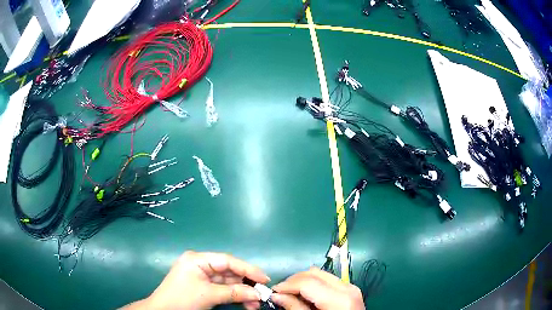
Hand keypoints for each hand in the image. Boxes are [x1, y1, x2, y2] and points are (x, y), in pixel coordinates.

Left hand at [124, 251, 268, 309]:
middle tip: (262, 295)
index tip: (265, 279)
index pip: (228, 260)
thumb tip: (258, 293)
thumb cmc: (183, 299)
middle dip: (246, 284)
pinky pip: (223, 289)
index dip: (248, 269)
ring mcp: (202, 276)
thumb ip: (234, 292)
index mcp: (198, 259)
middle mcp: (201, 264)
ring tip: (255, 304)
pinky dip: (234, 296)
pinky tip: (246, 304)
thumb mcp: (209, 295)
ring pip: (228, 282)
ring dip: (242, 292)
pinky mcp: (203, 286)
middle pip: (230, 272)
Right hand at [271, 267, 363, 309]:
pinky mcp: (350, 290)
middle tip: (280, 293)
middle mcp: (347, 288)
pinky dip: (313, 285)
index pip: (307, 282)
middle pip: (314, 273)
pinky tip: (306, 296)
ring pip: (320, 274)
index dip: (287, 285)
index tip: (272, 292)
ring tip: (291, 294)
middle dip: (293, 281)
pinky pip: (327, 280)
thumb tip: (277, 295)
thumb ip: (295, 308)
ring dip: (302, 282)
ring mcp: (350, 287)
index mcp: (340, 298)